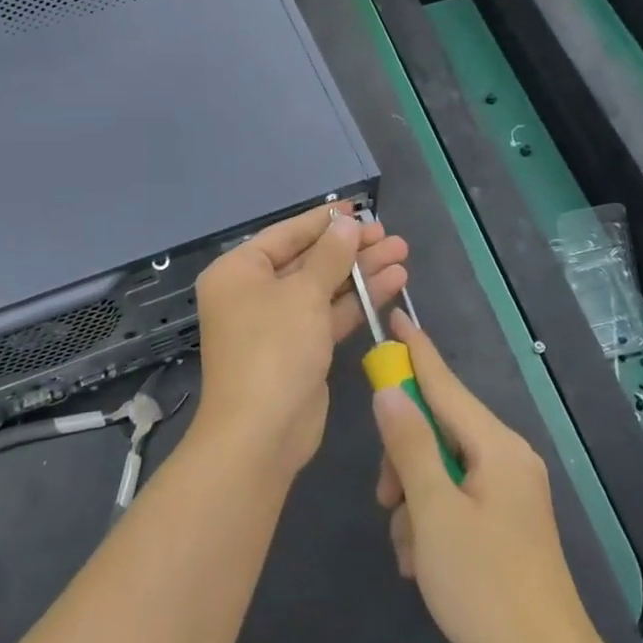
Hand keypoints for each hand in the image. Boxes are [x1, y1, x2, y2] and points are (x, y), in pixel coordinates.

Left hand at [194, 204, 408, 479]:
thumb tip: (346, 223)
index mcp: (239, 271)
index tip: (358, 209)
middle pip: (309, 260)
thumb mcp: (304, 294)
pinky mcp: (301, 349)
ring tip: (402, 253)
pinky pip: (330, 314)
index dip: (324, 220)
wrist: (262, 433)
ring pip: (324, 287)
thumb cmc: (274, 349)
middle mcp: (254, 293)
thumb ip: (330, 255)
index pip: (287, 234)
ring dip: (361, 272)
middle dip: (351, 248)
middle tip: (390, 235)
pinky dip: (358, 300)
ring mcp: (278, 323)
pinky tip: (393, 284)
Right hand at [373, 311, 597, 642]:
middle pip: (439, 428)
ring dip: (414, 498)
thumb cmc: (485, 586)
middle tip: (385, 498)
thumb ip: (409, 445)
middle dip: (404, 457)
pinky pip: (456, 497)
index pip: (445, 383)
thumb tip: (389, 391)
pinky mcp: (506, 521)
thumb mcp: (433, 512)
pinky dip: (433, 519)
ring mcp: (509, 490)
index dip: (416, 350)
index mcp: (496, 446)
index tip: (395, 315)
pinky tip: (424, 561)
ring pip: (442, 467)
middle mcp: (506, 457)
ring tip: (410, 549)